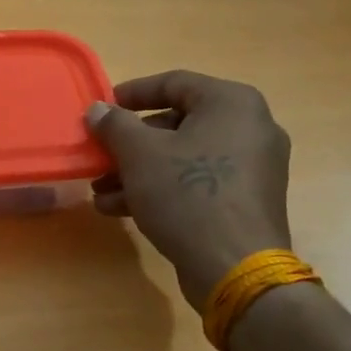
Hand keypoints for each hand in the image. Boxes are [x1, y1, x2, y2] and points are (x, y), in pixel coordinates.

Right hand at [85, 71, 292, 309]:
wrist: (235, 267)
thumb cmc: (187, 193)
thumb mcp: (139, 154)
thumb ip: (115, 125)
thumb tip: (98, 110)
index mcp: (231, 103)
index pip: (174, 83)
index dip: (132, 93)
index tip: (102, 108)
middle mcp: (249, 128)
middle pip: (176, 123)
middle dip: (130, 143)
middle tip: (100, 154)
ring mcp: (251, 167)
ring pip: (183, 157)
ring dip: (138, 170)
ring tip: (101, 190)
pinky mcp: (245, 201)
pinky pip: (197, 182)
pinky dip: (161, 189)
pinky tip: (120, 209)